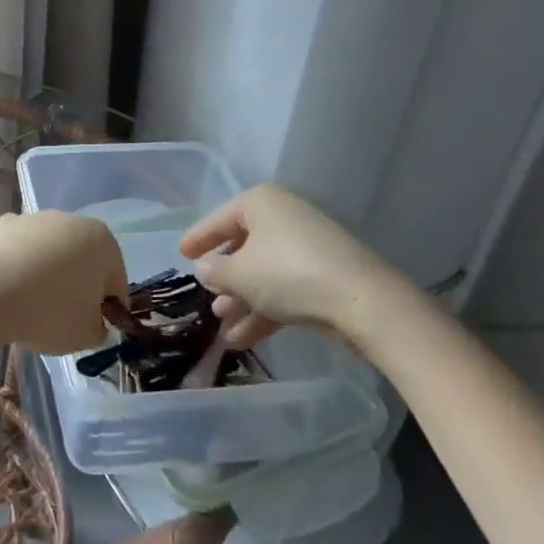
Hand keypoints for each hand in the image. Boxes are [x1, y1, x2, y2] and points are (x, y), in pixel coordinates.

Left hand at [0, 211, 127, 355]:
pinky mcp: (4, 224)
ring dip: (48, 272)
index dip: (108, 309)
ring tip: (32, 304)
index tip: (93, 328)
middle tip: (64, 318)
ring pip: (51, 251)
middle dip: (79, 285)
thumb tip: (93, 322)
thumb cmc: (50, 311)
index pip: (116, 281)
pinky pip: (21, 248)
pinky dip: (19, 263)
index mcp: (104, 243)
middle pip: (84, 260)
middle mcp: (73, 220)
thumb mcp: (87, 335)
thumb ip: (98, 328)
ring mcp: (36, 218)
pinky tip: (9, 287)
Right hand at [178, 185, 429, 355]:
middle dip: (225, 279)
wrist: (363, 302)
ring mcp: (307, 248)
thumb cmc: (288, 274)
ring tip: (223, 328)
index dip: (198, 238)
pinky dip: (265, 311)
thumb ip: (215, 271)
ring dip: (242, 301)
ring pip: (264, 273)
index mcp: (260, 203)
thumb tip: (204, 268)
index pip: (219, 219)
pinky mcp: (325, 276)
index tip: (181, 254)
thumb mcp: (239, 274)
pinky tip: (244, 339)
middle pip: (244, 247)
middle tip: (207, 298)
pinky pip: (284, 289)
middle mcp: (283, 218)